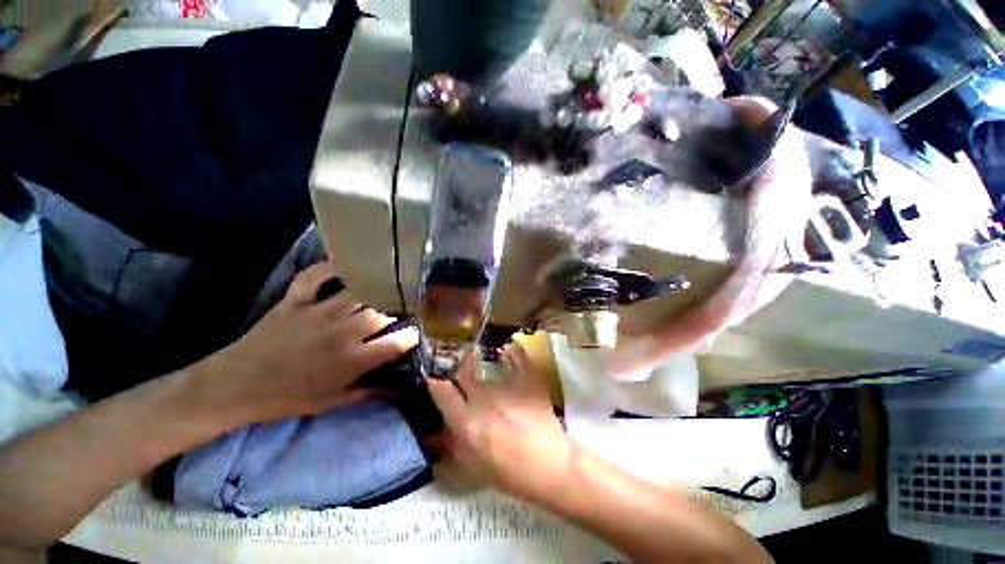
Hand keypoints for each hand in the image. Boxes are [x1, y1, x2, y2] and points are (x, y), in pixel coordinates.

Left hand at [199, 262, 418, 422]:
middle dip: (397, 313)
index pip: (397, 342)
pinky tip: (347, 265)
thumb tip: (399, 389)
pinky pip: (316, 276)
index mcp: (353, 360)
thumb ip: (369, 392)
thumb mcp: (332, 402)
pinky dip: (331, 267)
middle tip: (400, 313)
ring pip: (361, 293)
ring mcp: (319, 312)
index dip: (412, 336)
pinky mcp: (296, 300)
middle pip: (383, 313)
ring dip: (375, 292)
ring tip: (384, 290)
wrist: (234, 386)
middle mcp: (342, 332)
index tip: (416, 333)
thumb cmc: (287, 398)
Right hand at [427, 344, 571, 498]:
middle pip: (461, 371)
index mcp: (468, 423)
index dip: (434, 379)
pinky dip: (512, 350)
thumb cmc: (511, 473)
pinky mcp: (528, 380)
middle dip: (455, 366)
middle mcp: (484, 399)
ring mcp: (507, 387)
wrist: (550, 467)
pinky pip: (517, 356)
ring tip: (480, 361)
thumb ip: (453, 442)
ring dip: (479, 366)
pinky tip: (508, 348)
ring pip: (485, 368)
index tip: (434, 373)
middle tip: (455, 363)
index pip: (442, 390)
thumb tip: (440, 423)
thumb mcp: (473, 466)